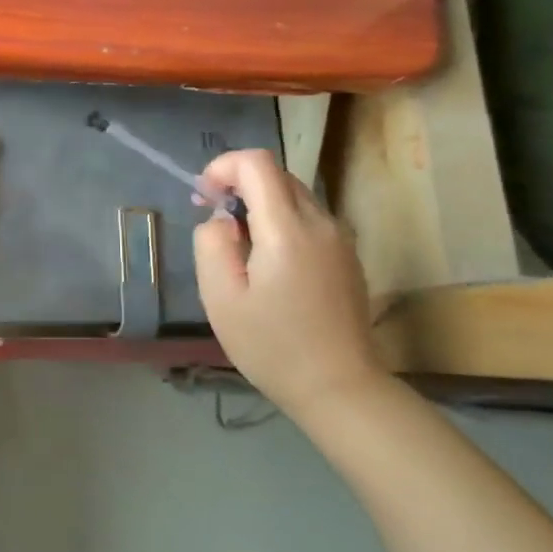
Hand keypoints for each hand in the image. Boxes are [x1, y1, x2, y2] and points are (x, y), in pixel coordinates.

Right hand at [192, 150, 384, 418]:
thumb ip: (212, 244)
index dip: (223, 167)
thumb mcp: (221, 297)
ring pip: (294, 195)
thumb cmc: (272, 346)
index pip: (257, 163)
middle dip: (239, 183)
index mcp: (287, 229)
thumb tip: (222, 219)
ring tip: (237, 243)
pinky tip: (268, 261)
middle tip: (213, 217)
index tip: (204, 197)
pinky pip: (309, 219)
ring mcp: (340, 239)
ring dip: (260, 203)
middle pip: (277, 175)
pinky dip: (281, 221)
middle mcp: (320, 223)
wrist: (339, 388)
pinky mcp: (347, 256)